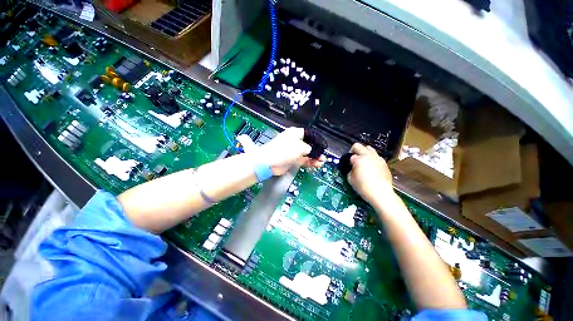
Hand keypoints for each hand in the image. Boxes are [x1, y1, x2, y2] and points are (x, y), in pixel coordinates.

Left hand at [259, 127, 323, 175]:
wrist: (269, 162)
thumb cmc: (284, 150)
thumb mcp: (299, 147)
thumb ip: (308, 148)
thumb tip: (311, 150)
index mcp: (295, 134)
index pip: (308, 134)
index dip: (316, 139)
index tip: (322, 145)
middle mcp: (294, 142)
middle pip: (308, 145)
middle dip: (316, 150)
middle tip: (323, 155)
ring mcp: (293, 151)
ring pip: (306, 154)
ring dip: (314, 157)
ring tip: (322, 161)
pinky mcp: (292, 160)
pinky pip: (303, 160)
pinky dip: (309, 162)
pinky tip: (316, 164)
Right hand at [347, 143, 394, 204]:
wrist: (381, 193)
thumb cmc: (363, 187)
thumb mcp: (350, 179)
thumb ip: (350, 170)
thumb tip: (352, 167)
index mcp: (359, 159)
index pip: (351, 155)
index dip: (348, 161)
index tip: (349, 166)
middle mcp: (369, 155)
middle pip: (359, 146)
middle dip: (354, 151)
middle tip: (353, 159)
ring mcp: (378, 158)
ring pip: (369, 149)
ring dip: (364, 153)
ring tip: (363, 162)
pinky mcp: (384, 163)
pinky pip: (376, 157)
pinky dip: (372, 159)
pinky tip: (371, 169)